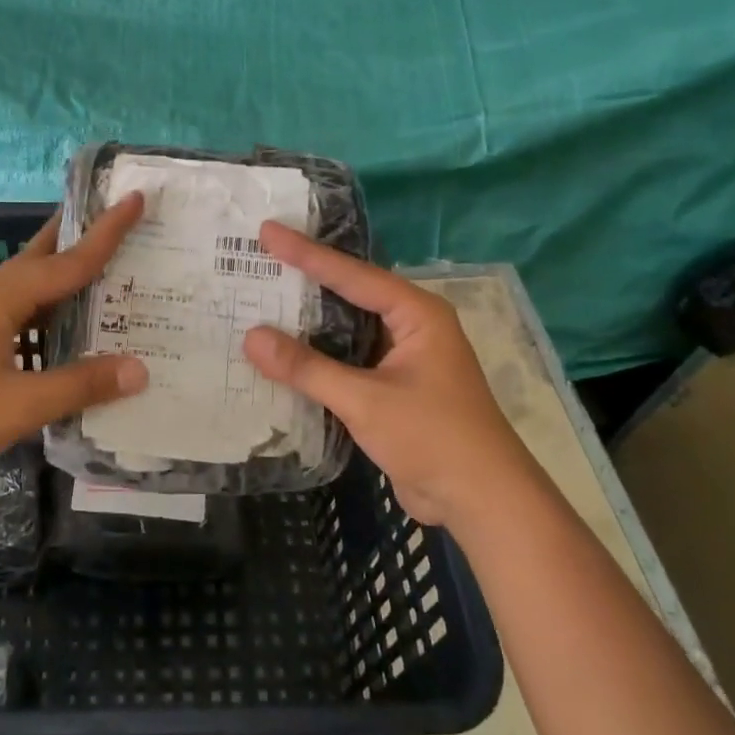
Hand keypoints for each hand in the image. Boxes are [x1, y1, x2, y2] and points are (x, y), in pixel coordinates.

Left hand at [0, 195, 148, 486]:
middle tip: (117, 218)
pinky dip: (48, 307)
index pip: (69, 259)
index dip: (107, 232)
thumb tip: (140, 369)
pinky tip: (61, 327)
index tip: (136, 198)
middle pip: (43, 256)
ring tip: (102, 271)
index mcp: (4, 299)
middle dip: (80, 235)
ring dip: (64, 274)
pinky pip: (19, 310)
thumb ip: (80, 385)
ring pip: (29, 285)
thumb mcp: (20, 405)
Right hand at [241, 222, 521, 523]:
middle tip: (261, 257)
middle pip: (350, 293)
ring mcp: (403, 358)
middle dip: (306, 279)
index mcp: (416, 314)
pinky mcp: (394, 388)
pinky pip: (348, 360)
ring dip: (309, 321)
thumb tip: (251, 337)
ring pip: (347, 328)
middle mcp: (411, 327)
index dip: (306, 253)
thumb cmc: (433, 438)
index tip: (267, 231)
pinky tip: (284, 353)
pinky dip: (318, 356)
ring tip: (262, 299)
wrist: (483, 502)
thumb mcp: (365, 400)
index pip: (352, 274)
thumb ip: (307, 368)